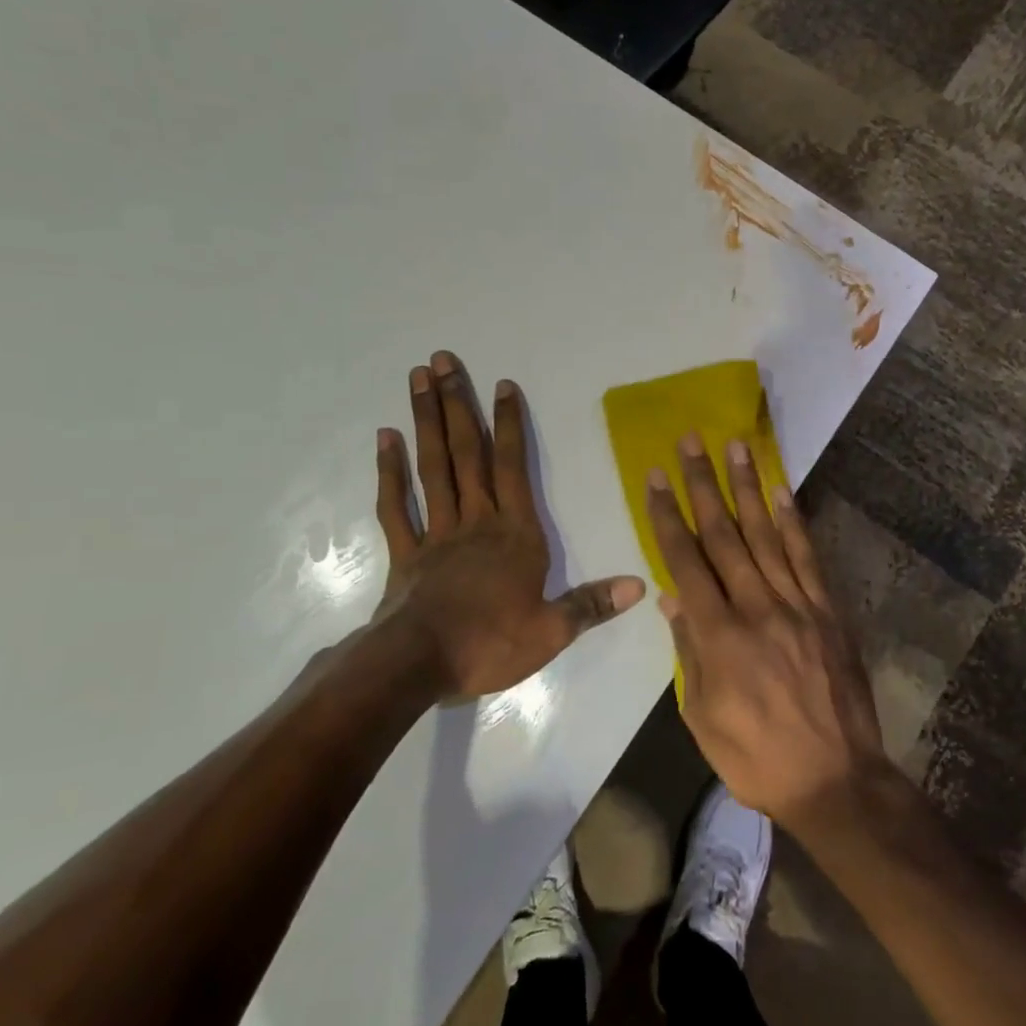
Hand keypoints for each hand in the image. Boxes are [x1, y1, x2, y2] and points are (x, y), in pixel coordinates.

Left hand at [371, 351, 643, 697]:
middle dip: (458, 404)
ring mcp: (436, 533)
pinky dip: (390, 472)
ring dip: (426, 422)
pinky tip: (385, 438)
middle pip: (467, 454)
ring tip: (417, 380)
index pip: (513, 468)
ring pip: (432, 468)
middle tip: (441, 360)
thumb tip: (640, 585)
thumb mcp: (552, 631)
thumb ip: (593, 604)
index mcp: (514, 534)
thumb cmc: (490, 644)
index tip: (502, 384)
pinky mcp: (405, 553)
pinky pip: (396, 506)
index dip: (509, 425)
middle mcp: (475, 521)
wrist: (418, 665)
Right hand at [646, 433, 886, 829]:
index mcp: (719, 637)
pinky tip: (781, 491)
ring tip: (735, 447)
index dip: (669, 516)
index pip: (686, 562)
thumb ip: (688, 653)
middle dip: (703, 485)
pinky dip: (793, 522)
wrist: (836, 780)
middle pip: (724, 536)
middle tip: (691, 441)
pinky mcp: (828, 612)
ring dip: (747, 488)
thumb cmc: (756, 758)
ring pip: (766, 536)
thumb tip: (671, 600)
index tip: (657, 478)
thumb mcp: (702, 717)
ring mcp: (798, 606)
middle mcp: (757, 609)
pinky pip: (808, 559)